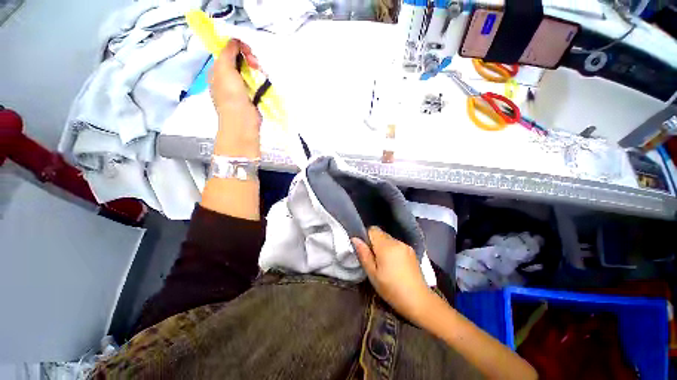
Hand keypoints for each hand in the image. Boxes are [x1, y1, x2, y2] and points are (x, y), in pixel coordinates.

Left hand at [209, 39, 261, 158]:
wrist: (242, 120)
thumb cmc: (230, 95)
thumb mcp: (224, 69)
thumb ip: (227, 52)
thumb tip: (233, 40)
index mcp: (218, 71)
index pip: (227, 52)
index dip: (237, 47)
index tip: (246, 49)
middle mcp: (228, 78)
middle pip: (240, 61)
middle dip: (248, 58)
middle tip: (255, 64)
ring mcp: (241, 88)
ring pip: (249, 71)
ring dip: (256, 69)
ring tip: (260, 73)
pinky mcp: (252, 97)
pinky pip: (256, 83)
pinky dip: (261, 80)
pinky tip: (263, 81)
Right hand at [352, 227, 436, 324]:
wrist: (419, 301)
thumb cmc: (391, 289)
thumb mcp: (372, 274)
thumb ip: (363, 254)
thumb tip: (355, 238)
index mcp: (386, 246)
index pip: (373, 229)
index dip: (366, 237)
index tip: (366, 250)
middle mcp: (397, 241)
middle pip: (381, 234)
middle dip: (375, 243)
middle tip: (374, 260)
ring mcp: (406, 246)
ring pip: (389, 240)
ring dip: (384, 247)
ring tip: (385, 264)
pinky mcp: (412, 252)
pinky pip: (397, 245)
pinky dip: (392, 251)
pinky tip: (395, 265)